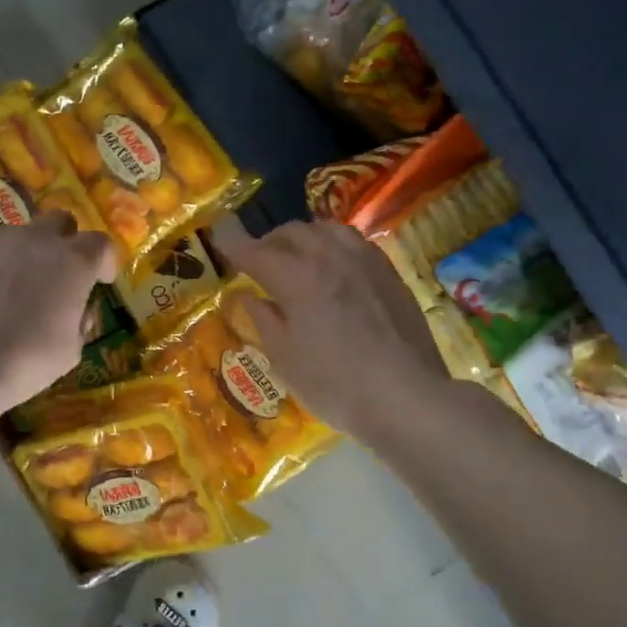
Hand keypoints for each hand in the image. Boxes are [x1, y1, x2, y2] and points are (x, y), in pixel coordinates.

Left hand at [0, 214, 118, 407]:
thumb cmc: (24, 360)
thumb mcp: (69, 351)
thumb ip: (79, 322)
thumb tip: (77, 311)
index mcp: (72, 261)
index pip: (101, 243)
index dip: (105, 261)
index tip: (102, 281)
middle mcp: (36, 240)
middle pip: (61, 222)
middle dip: (68, 242)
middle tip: (64, 273)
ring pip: (23, 234)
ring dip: (31, 252)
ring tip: (24, 286)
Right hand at [209, 215, 451, 441]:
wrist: (407, 396)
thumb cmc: (336, 385)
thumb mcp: (285, 361)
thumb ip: (264, 321)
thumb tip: (249, 298)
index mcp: (299, 278)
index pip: (257, 251)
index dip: (234, 243)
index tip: (219, 234)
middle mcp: (332, 257)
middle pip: (293, 232)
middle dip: (269, 242)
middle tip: (258, 261)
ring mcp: (366, 261)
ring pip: (327, 230)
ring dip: (304, 238)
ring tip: (298, 259)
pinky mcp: (390, 274)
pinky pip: (355, 244)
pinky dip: (334, 247)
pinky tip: (334, 270)